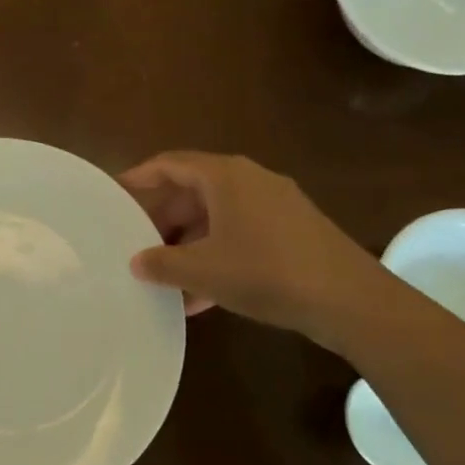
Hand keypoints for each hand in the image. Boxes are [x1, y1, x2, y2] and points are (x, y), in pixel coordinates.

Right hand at [119, 151, 398, 346]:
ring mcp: (275, 205)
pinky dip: (217, 256)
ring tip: (167, 279)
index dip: (139, 177)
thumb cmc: (266, 272)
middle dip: (163, 221)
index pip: (170, 164)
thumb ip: (163, 263)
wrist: (349, 300)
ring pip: (217, 218)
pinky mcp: (293, 231)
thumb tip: (137, 261)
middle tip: (138, 246)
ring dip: (190, 245)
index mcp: (225, 176)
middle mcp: (250, 180)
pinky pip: (241, 234)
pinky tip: (203, 298)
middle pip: (193, 191)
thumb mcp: (203, 271)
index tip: (115, 194)